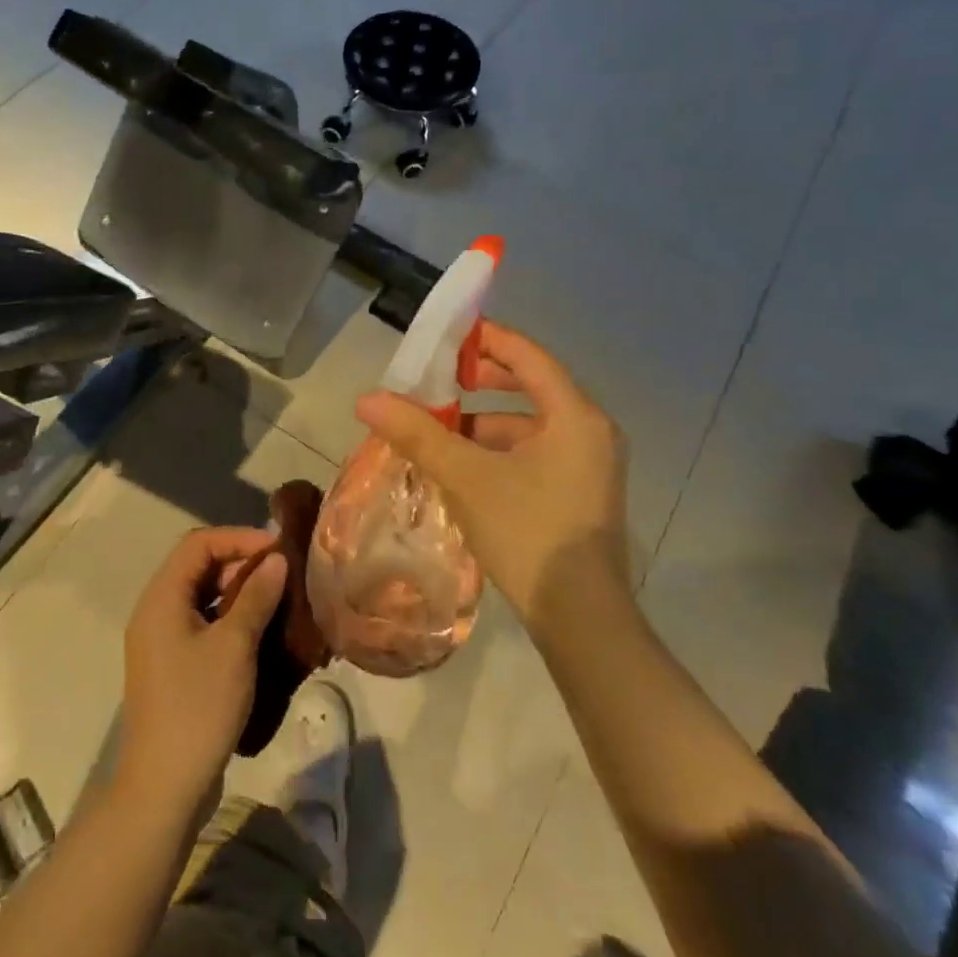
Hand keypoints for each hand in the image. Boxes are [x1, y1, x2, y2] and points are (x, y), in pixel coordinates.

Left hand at [116, 527, 287, 811]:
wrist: (163, 787)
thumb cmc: (198, 706)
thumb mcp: (234, 646)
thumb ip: (256, 596)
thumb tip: (277, 560)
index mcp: (162, 597)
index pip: (199, 543)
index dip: (239, 538)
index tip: (277, 549)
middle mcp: (155, 610)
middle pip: (198, 566)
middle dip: (240, 563)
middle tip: (282, 574)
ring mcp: (161, 640)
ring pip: (202, 596)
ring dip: (238, 591)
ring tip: (277, 599)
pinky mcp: (171, 665)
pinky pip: (201, 623)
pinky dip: (229, 618)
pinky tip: (260, 632)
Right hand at [358, 321, 630, 634]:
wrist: (582, 621)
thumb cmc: (528, 533)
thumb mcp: (465, 477)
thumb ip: (416, 432)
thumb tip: (366, 399)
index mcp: (574, 415)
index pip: (527, 355)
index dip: (486, 340)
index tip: (446, 336)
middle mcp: (591, 431)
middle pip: (531, 387)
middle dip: (481, 382)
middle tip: (437, 380)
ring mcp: (591, 465)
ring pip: (530, 425)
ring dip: (484, 423)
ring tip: (439, 431)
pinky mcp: (582, 494)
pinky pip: (537, 453)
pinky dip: (500, 451)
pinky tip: (464, 470)